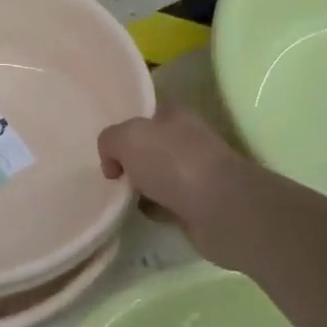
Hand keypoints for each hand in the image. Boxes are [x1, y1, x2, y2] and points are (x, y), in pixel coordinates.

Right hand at [98, 105, 250, 263]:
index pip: (147, 112)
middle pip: (151, 145)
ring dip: (140, 186)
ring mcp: (196, 173)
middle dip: (130, 159)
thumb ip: (110, 140)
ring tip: (118, 196)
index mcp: (176, 114)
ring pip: (158, 175)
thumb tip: (113, 162)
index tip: (106, 146)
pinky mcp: (199, 204)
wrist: (220, 209)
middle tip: (110, 173)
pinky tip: (138, 213)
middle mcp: (188, 139)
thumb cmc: (174, 162)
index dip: (125, 125)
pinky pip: (166, 203)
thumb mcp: (128, 137)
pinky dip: (152, 208)